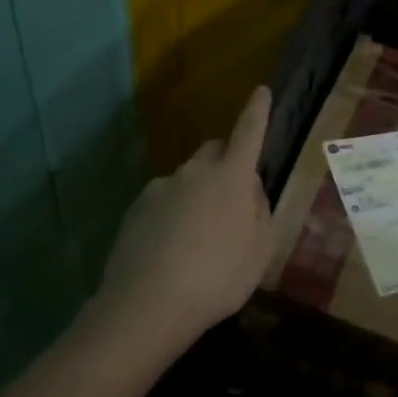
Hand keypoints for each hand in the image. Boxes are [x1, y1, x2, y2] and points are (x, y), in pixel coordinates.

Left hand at [88, 86, 276, 361]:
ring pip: (188, 180)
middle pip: (215, 152)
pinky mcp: (136, 209)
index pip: (249, 132)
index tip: (261, 90)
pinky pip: (164, 201)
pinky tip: (172, 250)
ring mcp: (161, 188)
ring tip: (199, 239)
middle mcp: (194, 172)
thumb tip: (249, 189)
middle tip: (233, 202)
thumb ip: (260, 210)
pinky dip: (173, 214)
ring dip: (198, 194)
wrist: (147, 306)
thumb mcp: (260, 249)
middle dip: (226, 165)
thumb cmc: (218, 277)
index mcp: (231, 176)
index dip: (257, 111)